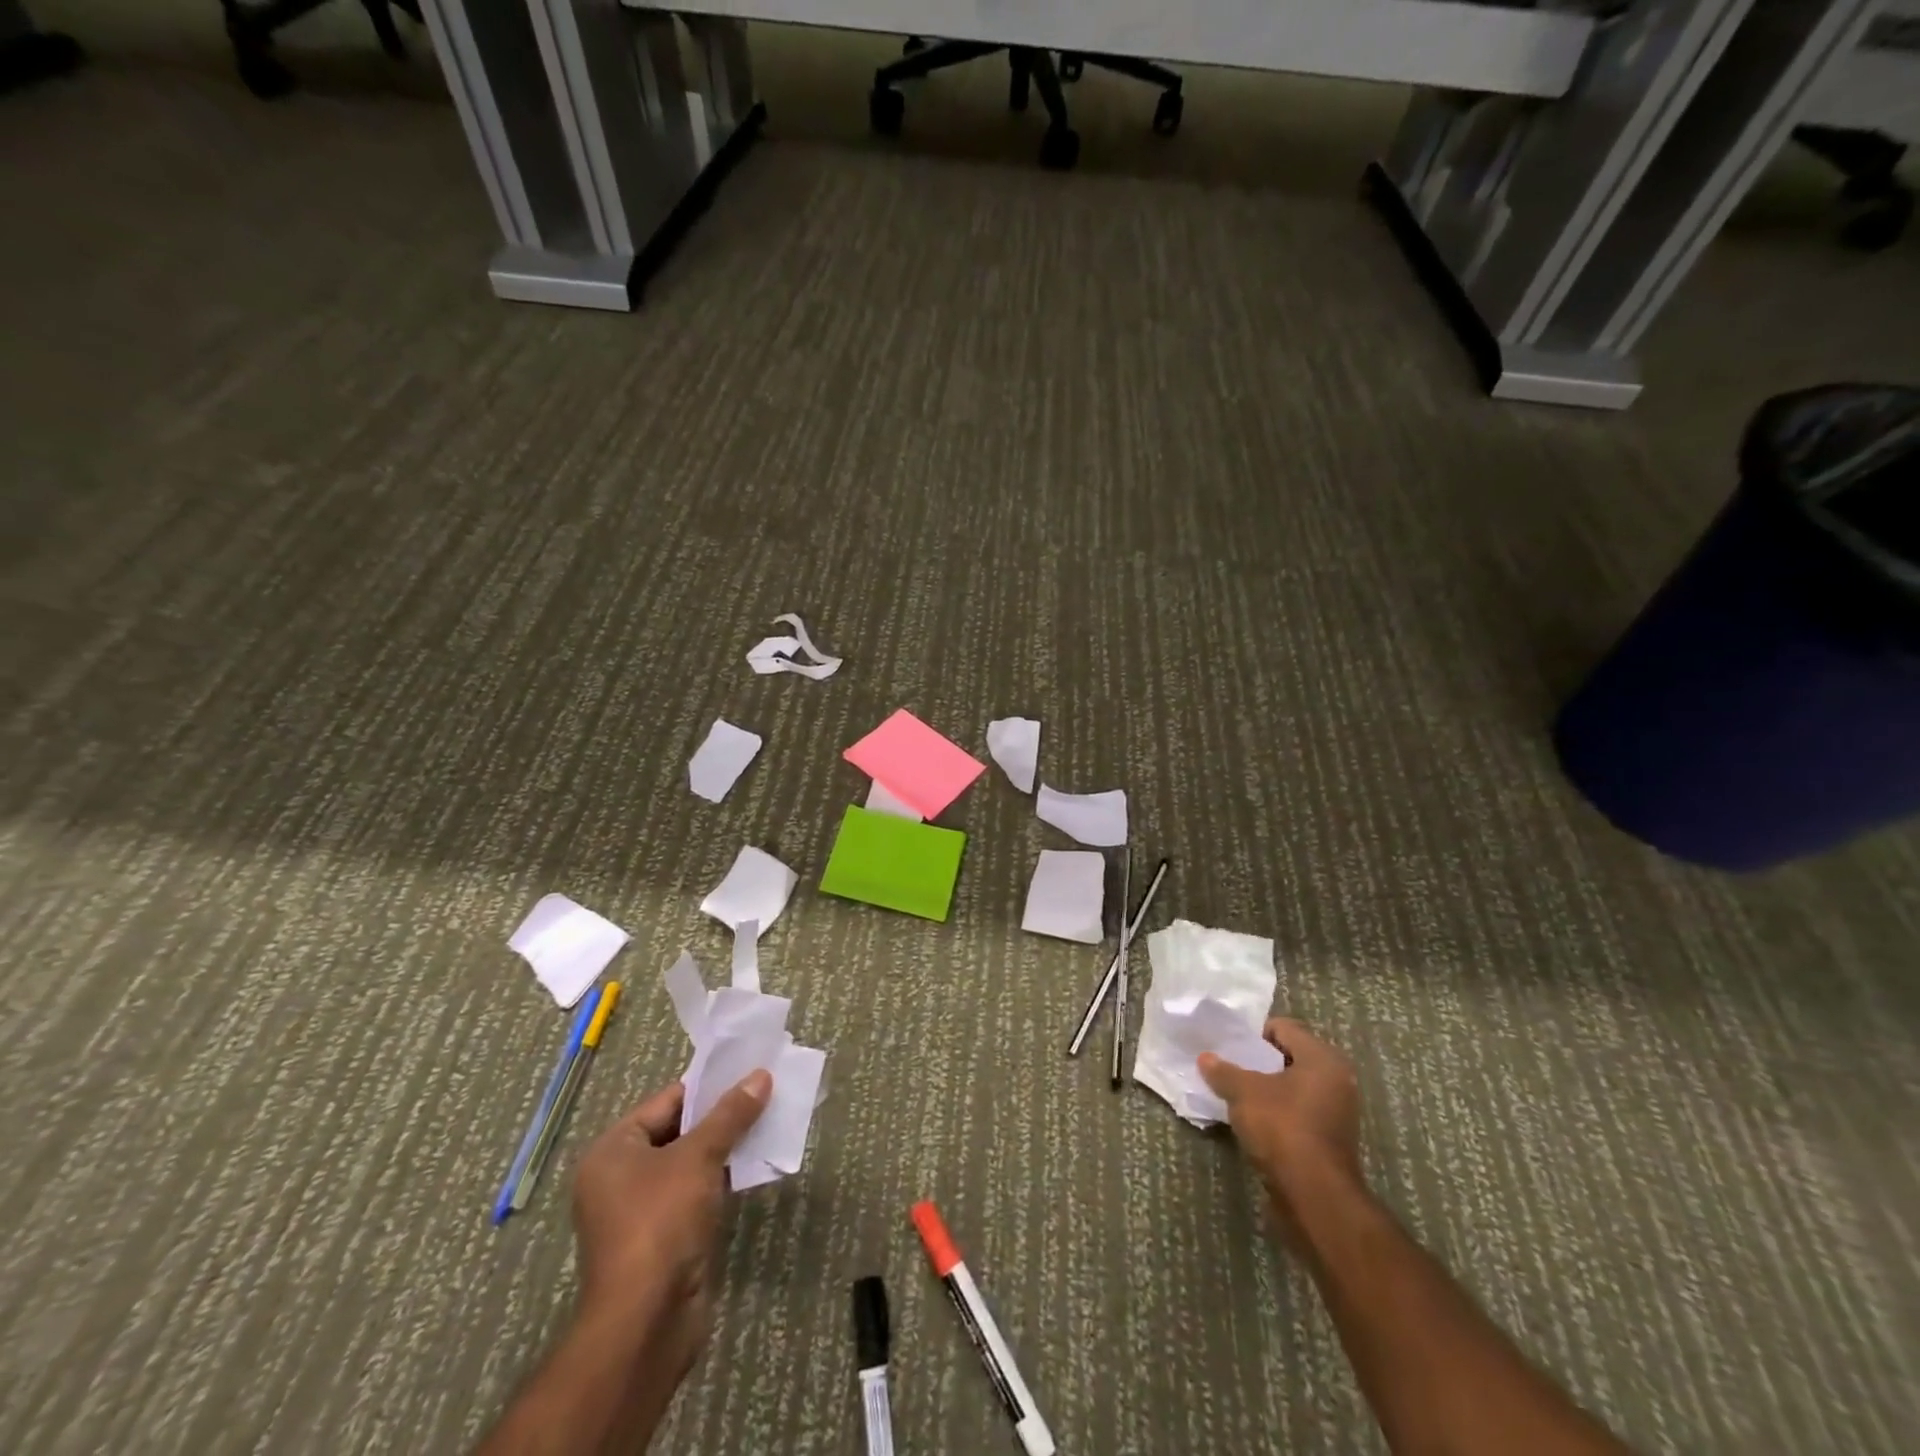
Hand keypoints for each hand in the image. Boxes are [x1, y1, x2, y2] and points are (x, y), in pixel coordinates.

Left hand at [571, 1071, 771, 1381]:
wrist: (646, 1322)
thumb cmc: (661, 1222)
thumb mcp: (698, 1157)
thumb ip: (730, 1115)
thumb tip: (760, 1076)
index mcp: (613, 1150)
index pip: (666, 1101)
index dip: (708, 1087)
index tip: (748, 1074)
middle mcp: (620, 1177)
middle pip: (678, 1131)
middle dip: (721, 1117)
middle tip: (764, 1096)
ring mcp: (640, 1211)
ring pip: (690, 1164)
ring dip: (725, 1148)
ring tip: (767, 1125)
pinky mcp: (663, 1238)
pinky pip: (695, 1194)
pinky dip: (721, 1180)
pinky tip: (754, 1167)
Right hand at [1199, 1018, 1362, 1229]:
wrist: (1314, 1195)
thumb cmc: (1282, 1127)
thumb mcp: (1243, 1092)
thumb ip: (1223, 1071)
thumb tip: (1205, 1058)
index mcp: (1322, 1059)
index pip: (1284, 1028)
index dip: (1254, 1035)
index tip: (1231, 1048)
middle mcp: (1337, 1080)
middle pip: (1290, 1057)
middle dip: (1259, 1063)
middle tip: (1231, 1069)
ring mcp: (1337, 1113)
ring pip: (1293, 1088)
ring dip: (1267, 1090)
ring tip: (1238, 1097)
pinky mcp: (1330, 1140)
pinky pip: (1298, 1113)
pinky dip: (1278, 1113)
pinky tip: (1254, 1122)